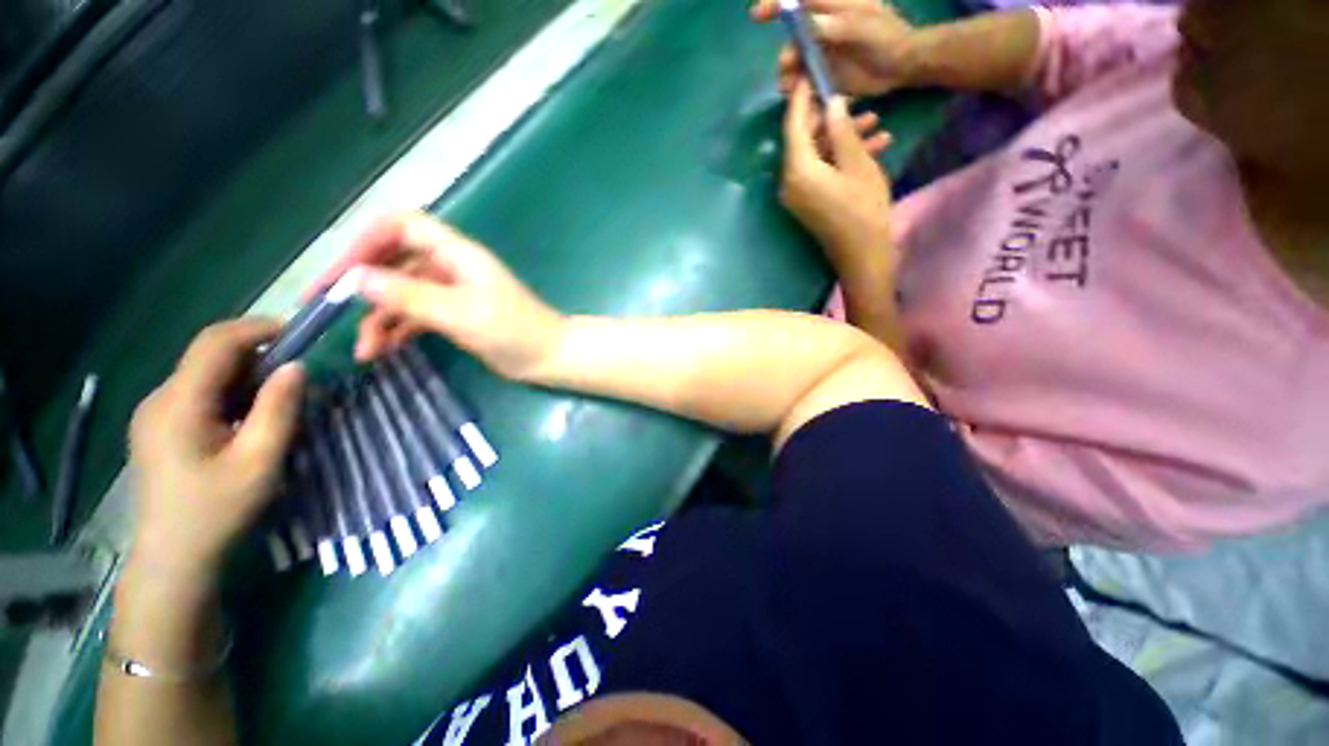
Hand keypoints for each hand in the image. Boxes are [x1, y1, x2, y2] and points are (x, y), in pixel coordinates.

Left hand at [129, 319, 304, 578]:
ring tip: (280, 397)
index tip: (301, 333)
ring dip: (246, 375)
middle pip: (209, 355)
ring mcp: (155, 413)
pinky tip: (249, 417)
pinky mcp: (160, 426)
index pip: (215, 342)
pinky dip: (231, 392)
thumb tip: (297, 366)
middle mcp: (160, 398)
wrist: (174, 558)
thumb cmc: (217, 511)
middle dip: (258, 353)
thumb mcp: (259, 461)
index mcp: (179, 403)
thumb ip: (278, 409)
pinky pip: (199, 392)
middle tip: (299, 371)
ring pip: (205, 373)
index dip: (258, 328)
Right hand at [310, 211, 565, 380]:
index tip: (340, 274)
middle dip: (361, 283)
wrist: (549, 357)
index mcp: (456, 254)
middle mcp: (450, 267)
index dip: (366, 241)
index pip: (401, 226)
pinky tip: (383, 350)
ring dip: (378, 317)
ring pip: (402, 293)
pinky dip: (397, 329)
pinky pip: (416, 315)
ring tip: (364, 350)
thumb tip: (356, 278)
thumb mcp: (460, 313)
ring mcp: (452, 292)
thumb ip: (410, 295)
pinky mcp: (455, 315)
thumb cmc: (515, 331)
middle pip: (394, 260)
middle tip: (327, 309)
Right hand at [750, 0, 920, 96]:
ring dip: (788, 75)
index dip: (775, 5)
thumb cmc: (888, 38)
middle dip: (786, 53)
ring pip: (794, 61)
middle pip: (792, 37)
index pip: (799, 1)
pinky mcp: (823, 73)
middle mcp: (821, 28)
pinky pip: (802, 80)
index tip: (757, 15)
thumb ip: (840, 25)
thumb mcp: (866, 27)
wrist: (902, 65)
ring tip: (791, 88)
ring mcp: (821, 51)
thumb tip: (809, 24)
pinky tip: (798, 96)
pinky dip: (796, 89)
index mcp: (832, 7)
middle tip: (789, 67)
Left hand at [781, 82, 893, 273]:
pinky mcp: (809, 201)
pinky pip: (820, 172)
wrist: (861, 255)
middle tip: (853, 98)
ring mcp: (798, 194)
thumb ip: (842, 132)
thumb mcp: (858, 164)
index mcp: (797, 171)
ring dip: (842, 137)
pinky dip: (840, 158)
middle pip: (805, 140)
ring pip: (817, 155)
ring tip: (875, 120)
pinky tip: (874, 144)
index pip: (793, 126)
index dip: (802, 99)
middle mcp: (790, 182)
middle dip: (830, 118)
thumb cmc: (863, 210)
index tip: (810, 74)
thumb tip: (832, 104)